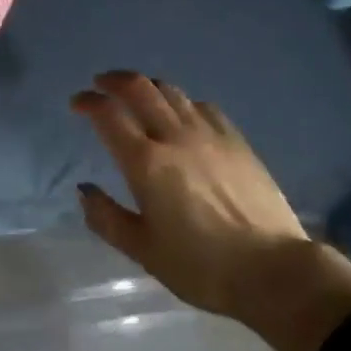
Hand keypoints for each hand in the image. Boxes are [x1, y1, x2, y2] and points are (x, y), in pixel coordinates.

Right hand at [72, 71, 350, 350]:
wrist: (273, 269)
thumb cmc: (201, 267)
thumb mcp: (144, 251)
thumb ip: (107, 218)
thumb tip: (83, 191)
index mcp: (146, 163)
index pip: (109, 115)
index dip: (88, 103)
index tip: (77, 104)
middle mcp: (174, 137)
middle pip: (140, 88)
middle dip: (114, 80)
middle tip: (101, 85)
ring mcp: (209, 134)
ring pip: (172, 91)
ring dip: (147, 86)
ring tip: (138, 94)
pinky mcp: (236, 140)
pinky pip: (203, 106)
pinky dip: (182, 102)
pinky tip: (183, 114)